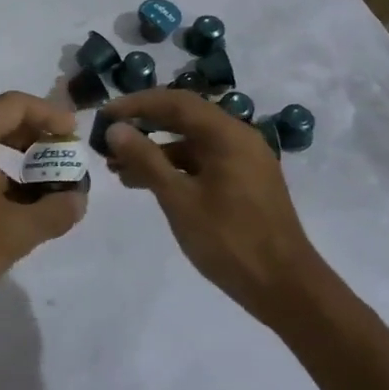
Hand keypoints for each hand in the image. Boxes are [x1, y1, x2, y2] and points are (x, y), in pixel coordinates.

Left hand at [0, 91, 86, 320]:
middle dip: (33, 140)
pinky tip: (3, 216)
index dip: (50, 115)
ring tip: (40, 198)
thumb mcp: (13, 233)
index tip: (73, 137)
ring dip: (13, 166)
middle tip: (60, 163)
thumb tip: (77, 199)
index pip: (16, 105)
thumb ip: (53, 213)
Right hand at [102, 89, 313, 321]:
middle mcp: (239, 139)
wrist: (284, 287)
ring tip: (118, 170)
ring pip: (191, 145)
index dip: (136, 104)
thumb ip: (146, 160)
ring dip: (155, 152)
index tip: (104, 115)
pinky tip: (147, 185)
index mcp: (227, 135)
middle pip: (184, 119)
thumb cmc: (229, 239)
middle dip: (143, 128)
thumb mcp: (179, 199)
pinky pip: (202, 164)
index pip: (175, 102)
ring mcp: (244, 162)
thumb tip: (116, 129)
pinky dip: (174, 169)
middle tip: (107, 141)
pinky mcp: (244, 183)